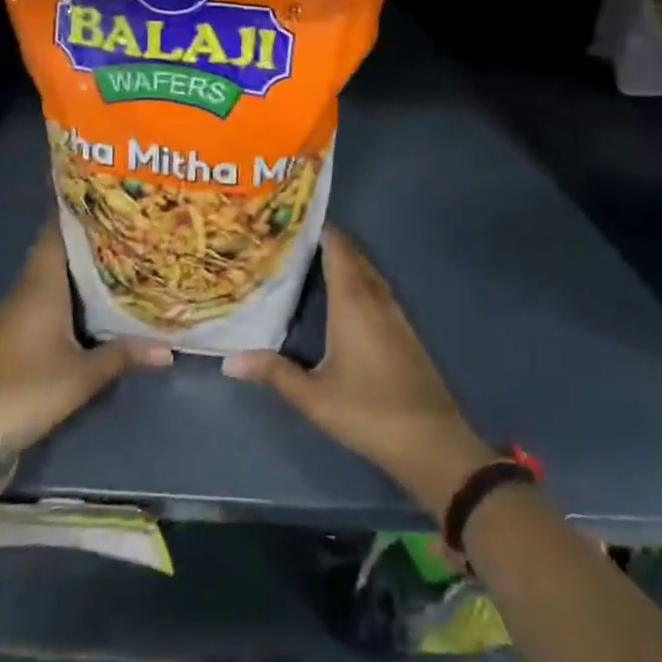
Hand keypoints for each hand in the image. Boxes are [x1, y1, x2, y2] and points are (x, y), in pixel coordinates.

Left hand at [0, 218, 171, 450]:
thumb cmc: (30, 388)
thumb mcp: (82, 374)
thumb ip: (124, 355)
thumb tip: (168, 349)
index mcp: (42, 284)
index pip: (55, 231)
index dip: (75, 208)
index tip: (103, 189)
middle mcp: (28, 286)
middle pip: (56, 246)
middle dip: (86, 230)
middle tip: (123, 216)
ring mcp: (19, 307)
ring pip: (51, 268)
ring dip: (78, 256)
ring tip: (117, 245)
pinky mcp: (17, 326)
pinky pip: (46, 288)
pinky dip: (68, 281)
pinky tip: (93, 288)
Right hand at [222, 226, 494, 515]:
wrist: (432, 442)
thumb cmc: (368, 412)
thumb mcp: (314, 397)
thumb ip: (274, 372)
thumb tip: (229, 361)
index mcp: (353, 300)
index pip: (337, 246)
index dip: (317, 227)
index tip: (288, 220)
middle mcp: (375, 297)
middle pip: (351, 254)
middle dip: (324, 241)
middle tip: (288, 240)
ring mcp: (394, 312)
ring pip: (365, 271)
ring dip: (342, 260)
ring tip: (307, 261)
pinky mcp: (402, 329)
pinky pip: (375, 289)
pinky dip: (355, 280)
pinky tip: (339, 297)